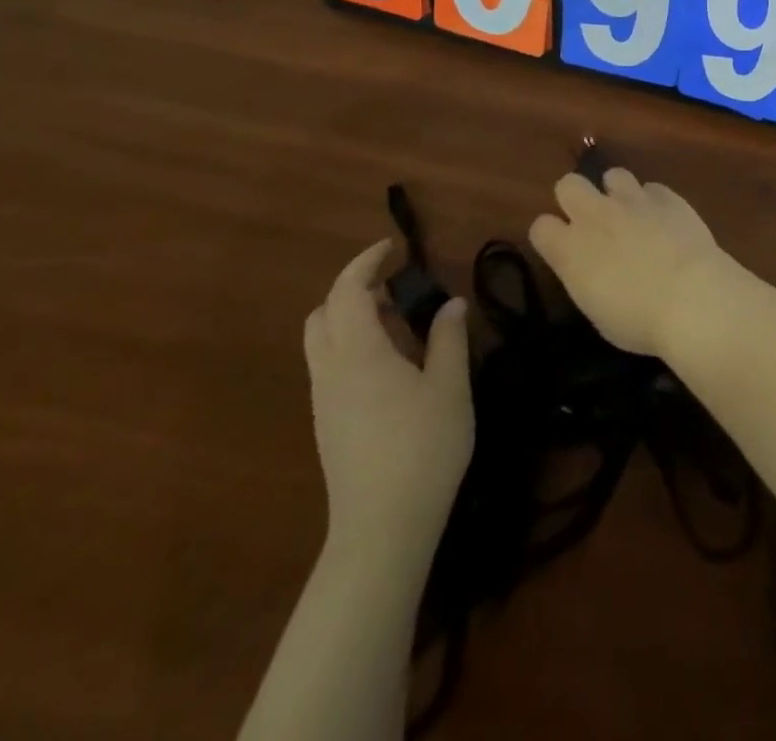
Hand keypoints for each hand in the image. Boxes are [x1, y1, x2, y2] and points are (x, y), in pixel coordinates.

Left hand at [303, 240, 472, 560]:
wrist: (383, 528)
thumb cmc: (423, 448)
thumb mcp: (449, 386)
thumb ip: (449, 338)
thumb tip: (452, 304)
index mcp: (358, 354)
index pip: (347, 291)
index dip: (366, 263)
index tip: (393, 248)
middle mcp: (330, 371)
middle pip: (323, 314)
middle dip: (353, 289)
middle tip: (396, 287)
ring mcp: (325, 400)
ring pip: (322, 342)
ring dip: (353, 318)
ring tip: (399, 322)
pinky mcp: (328, 424)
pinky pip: (330, 366)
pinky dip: (352, 345)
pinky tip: (391, 363)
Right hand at [528, 168, 740, 356]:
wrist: (691, 298)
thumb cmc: (640, 321)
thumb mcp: (597, 310)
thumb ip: (587, 277)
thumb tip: (594, 268)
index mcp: (570, 250)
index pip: (540, 227)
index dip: (551, 235)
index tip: (563, 247)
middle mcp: (595, 216)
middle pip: (568, 184)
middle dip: (576, 198)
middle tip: (593, 220)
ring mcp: (632, 200)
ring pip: (613, 174)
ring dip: (617, 192)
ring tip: (632, 214)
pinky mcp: (667, 196)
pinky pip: (652, 188)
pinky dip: (654, 201)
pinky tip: (665, 219)